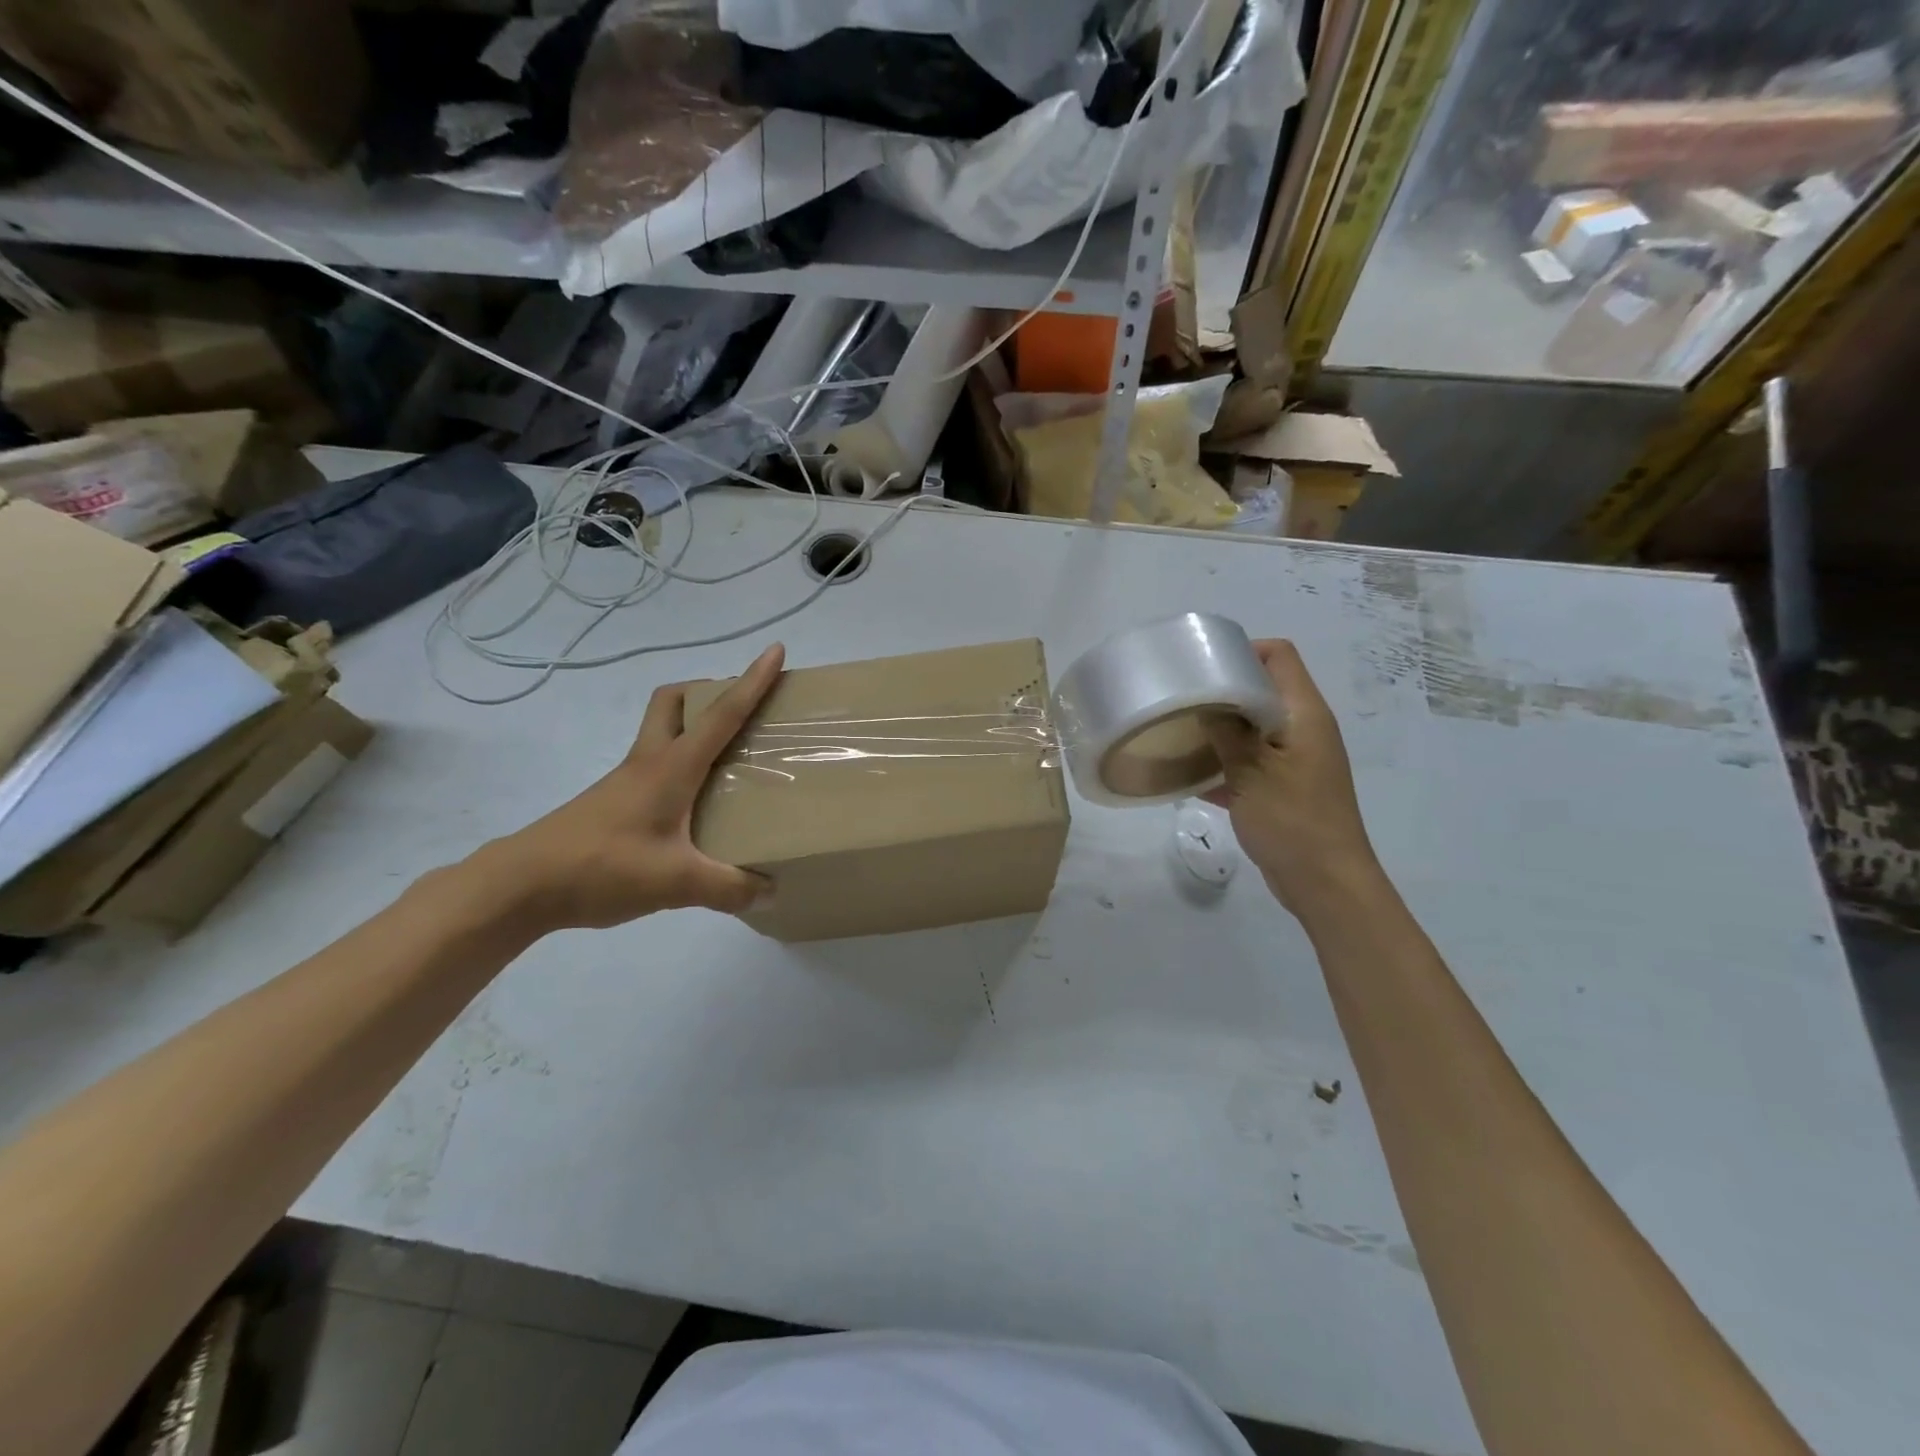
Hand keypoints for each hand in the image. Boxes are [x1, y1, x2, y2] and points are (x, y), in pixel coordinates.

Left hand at [478, 644, 785, 931]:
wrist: (521, 885)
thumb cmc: (602, 867)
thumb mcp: (676, 883)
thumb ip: (728, 888)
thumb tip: (769, 891)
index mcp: (672, 767)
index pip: (721, 714)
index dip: (751, 681)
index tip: (776, 649)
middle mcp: (649, 762)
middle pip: (674, 702)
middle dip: (707, 691)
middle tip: (740, 711)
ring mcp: (626, 781)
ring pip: (662, 732)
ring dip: (693, 727)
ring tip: (729, 758)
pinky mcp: (614, 802)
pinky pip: (655, 766)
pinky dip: (679, 766)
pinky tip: (694, 806)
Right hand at [1204, 640, 1382, 922]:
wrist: (1325, 883)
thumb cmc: (1293, 821)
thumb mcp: (1251, 772)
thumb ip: (1227, 732)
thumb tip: (1204, 700)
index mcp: (1304, 714)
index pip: (1279, 657)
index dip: (1243, 650)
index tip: (1201, 664)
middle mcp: (1303, 729)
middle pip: (1262, 690)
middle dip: (1221, 691)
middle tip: (1180, 697)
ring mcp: (1294, 760)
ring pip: (1252, 728)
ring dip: (1218, 730)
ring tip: (1178, 732)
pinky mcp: (1284, 787)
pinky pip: (1249, 762)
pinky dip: (1223, 763)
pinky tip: (1188, 776)